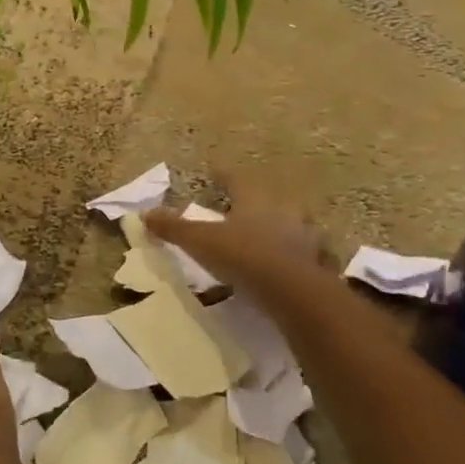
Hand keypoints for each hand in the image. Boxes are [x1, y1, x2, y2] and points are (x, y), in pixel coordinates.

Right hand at [144, 172, 328, 292]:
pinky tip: (294, 269)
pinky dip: (302, 259)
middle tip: (243, 211)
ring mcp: (307, 235)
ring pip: (294, 226)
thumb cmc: (243, 256)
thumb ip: (174, 228)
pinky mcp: (319, 262)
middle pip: (269, 200)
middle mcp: (284, 210)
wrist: (292, 290)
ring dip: (283, 231)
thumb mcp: (200, 241)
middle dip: (256, 205)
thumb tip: (144, 214)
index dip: (223, 176)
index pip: (236, 179)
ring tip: (271, 241)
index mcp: (254, 199)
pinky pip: (310, 256)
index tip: (215, 173)